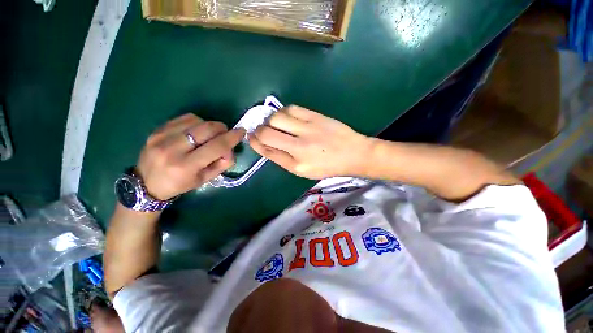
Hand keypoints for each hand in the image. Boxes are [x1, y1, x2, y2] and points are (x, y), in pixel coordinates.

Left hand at [136, 114, 244, 199]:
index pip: (216, 146)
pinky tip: (196, 131)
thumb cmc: (180, 184)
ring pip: (197, 120)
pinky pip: (185, 118)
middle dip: (222, 128)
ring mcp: (162, 136)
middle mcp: (172, 149)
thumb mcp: (206, 179)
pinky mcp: (157, 129)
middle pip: (207, 128)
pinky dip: (197, 122)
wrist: (146, 183)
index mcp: (186, 166)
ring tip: (208, 135)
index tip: (241, 132)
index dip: (232, 137)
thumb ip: (223, 163)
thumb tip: (230, 147)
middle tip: (224, 134)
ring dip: (209, 126)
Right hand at [248, 105, 371, 178]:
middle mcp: (299, 147)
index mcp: (296, 165)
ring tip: (275, 123)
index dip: (255, 143)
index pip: (267, 151)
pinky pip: (291, 109)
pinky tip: (287, 117)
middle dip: (258, 130)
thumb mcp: (304, 171)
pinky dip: (284, 112)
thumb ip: (284, 159)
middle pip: (266, 132)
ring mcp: (307, 129)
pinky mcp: (315, 116)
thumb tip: (267, 145)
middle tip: (261, 130)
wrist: (353, 154)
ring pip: (276, 118)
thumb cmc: (328, 166)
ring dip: (270, 120)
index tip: (251, 137)